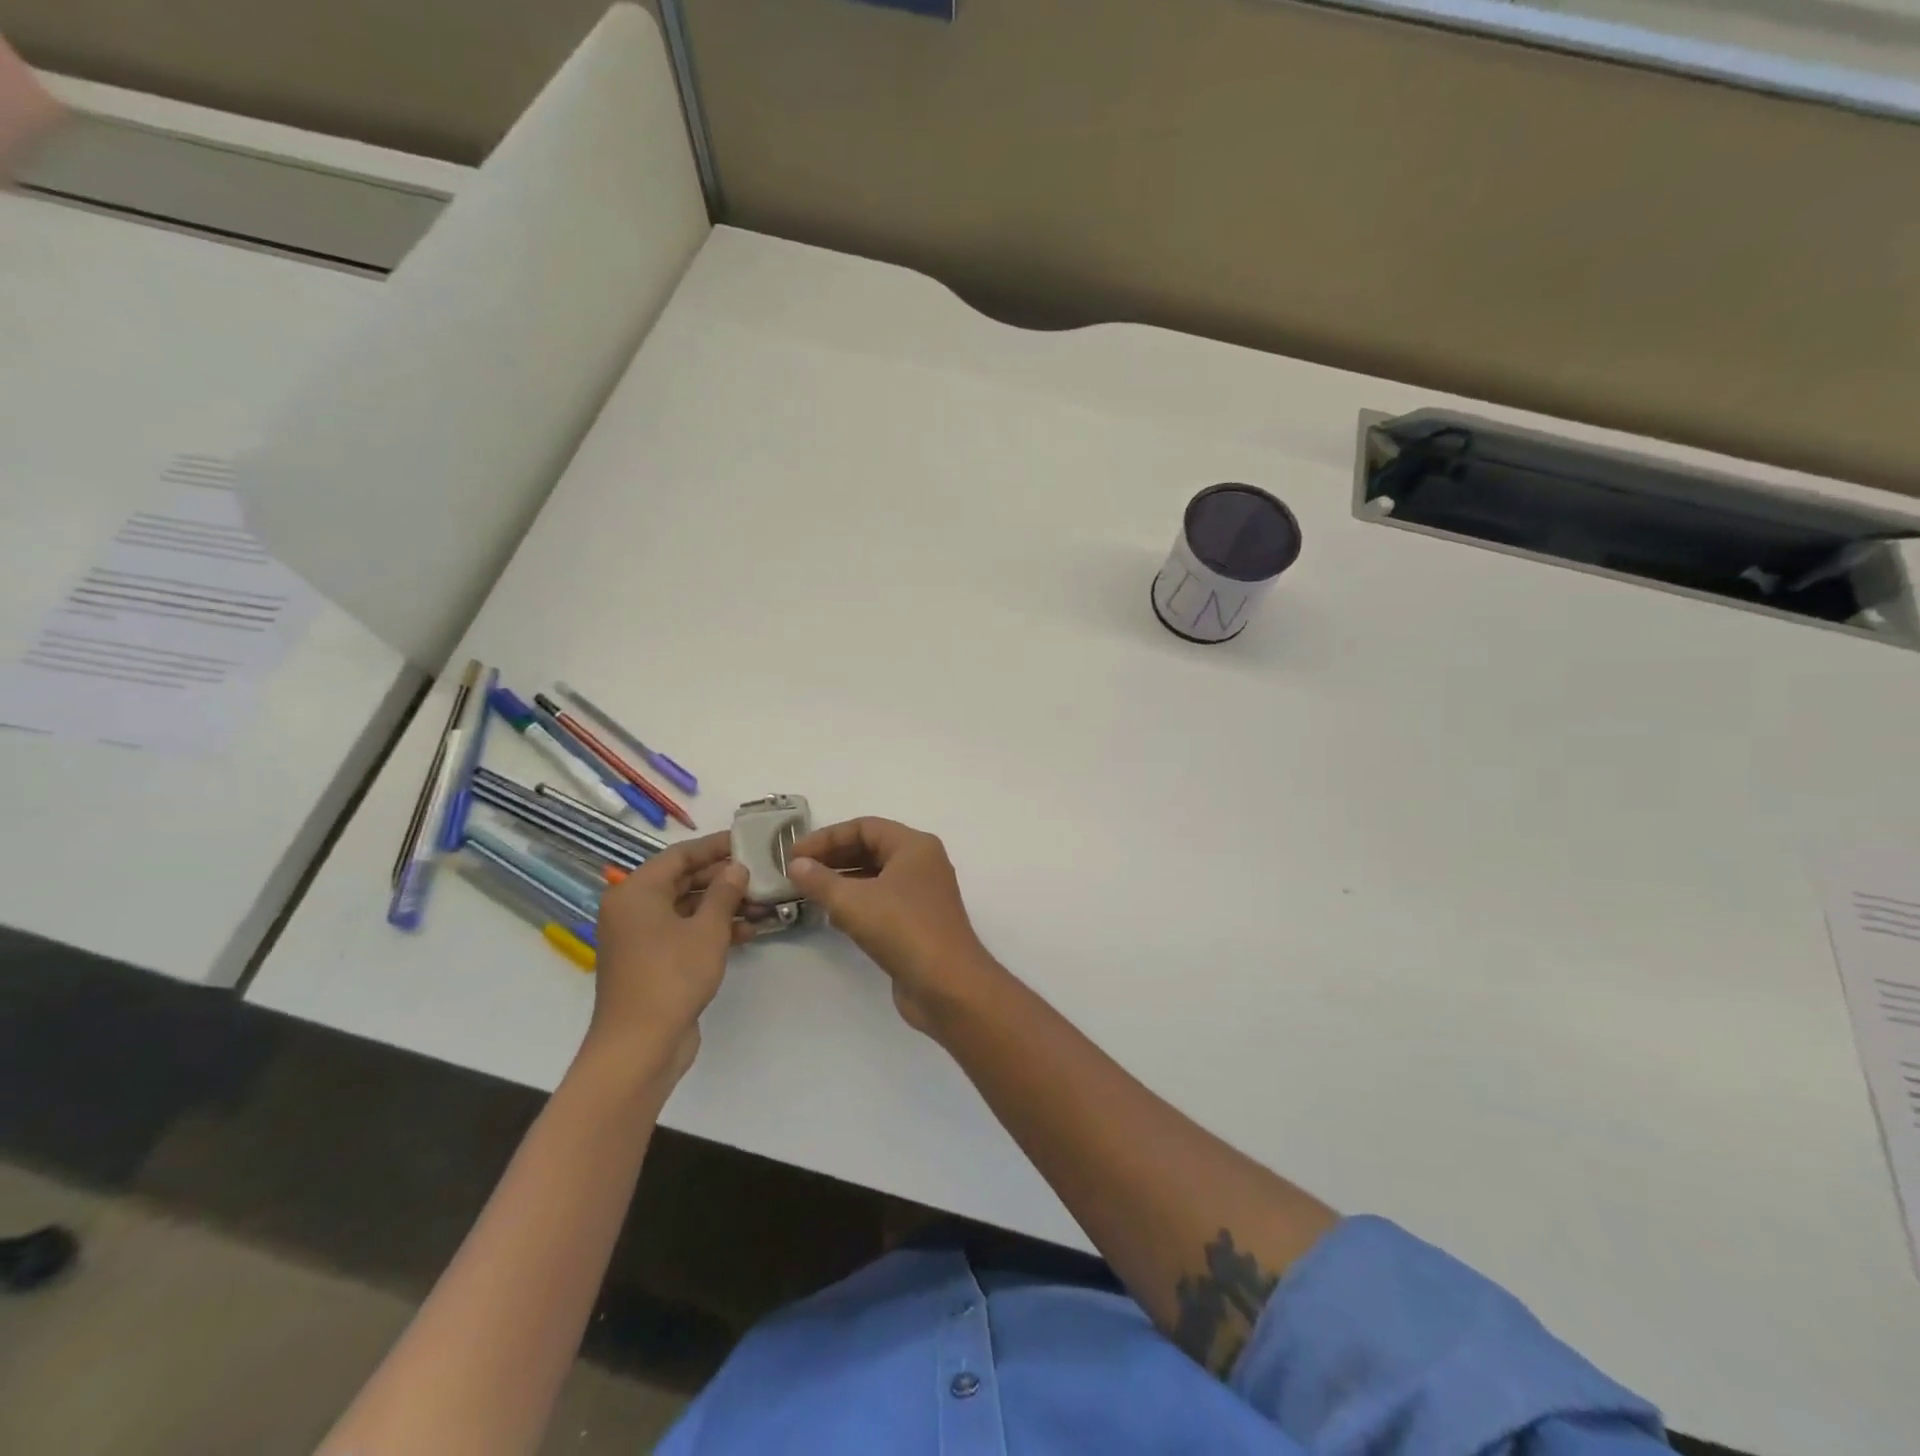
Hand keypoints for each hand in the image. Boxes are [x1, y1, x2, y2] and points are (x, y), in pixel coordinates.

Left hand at [588, 831, 749, 1084]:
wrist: (640, 1045)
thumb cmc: (672, 976)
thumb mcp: (708, 929)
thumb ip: (725, 892)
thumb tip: (736, 868)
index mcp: (636, 892)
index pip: (680, 855)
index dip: (714, 847)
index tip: (746, 841)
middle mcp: (632, 909)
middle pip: (682, 880)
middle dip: (722, 878)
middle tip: (759, 871)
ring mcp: (640, 937)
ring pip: (686, 908)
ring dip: (722, 905)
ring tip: (761, 902)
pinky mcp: (651, 961)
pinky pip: (683, 932)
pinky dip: (711, 928)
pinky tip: (747, 930)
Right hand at [786, 818, 993, 1032]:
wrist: (947, 985)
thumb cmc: (902, 929)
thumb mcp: (853, 902)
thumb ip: (820, 880)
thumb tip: (796, 865)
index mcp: (914, 846)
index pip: (865, 827)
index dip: (827, 838)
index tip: (794, 854)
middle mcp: (922, 864)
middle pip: (871, 849)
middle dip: (833, 858)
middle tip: (797, 872)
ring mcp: (922, 895)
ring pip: (876, 877)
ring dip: (843, 881)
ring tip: (807, 892)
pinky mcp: (918, 923)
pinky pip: (882, 902)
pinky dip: (857, 903)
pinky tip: (832, 915)